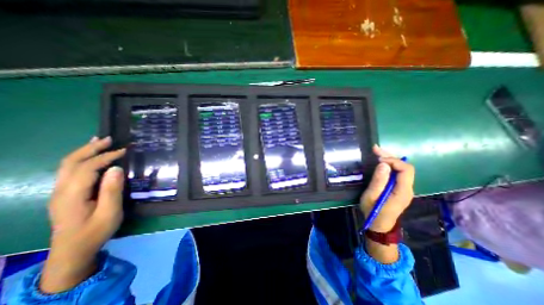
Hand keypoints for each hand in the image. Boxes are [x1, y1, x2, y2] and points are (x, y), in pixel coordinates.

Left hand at [39, 137, 124, 293]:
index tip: (125, 150)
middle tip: (109, 139)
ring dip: (84, 151)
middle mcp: (61, 190)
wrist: (72, 251)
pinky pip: (70, 171)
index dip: (106, 157)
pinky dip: (81, 159)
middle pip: (71, 162)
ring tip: (99, 141)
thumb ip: (112, 190)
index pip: (88, 168)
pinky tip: (91, 156)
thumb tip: (116, 169)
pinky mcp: (64, 194)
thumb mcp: (109, 213)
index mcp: (72, 194)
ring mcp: (60, 192)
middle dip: (90, 148)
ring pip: (67, 165)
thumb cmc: (95, 232)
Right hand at [361, 146, 414, 232]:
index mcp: (402, 191)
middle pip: (405, 167)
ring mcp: (404, 188)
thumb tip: (383, 164)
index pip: (406, 170)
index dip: (393, 161)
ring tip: (376, 152)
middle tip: (375, 149)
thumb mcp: (371, 196)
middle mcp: (407, 188)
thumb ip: (378, 181)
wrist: (379, 225)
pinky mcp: (399, 188)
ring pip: (401, 169)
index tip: (378, 159)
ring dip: (389, 159)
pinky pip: (397, 173)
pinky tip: (380, 161)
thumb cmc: (373, 211)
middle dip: (390, 156)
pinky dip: (389, 165)